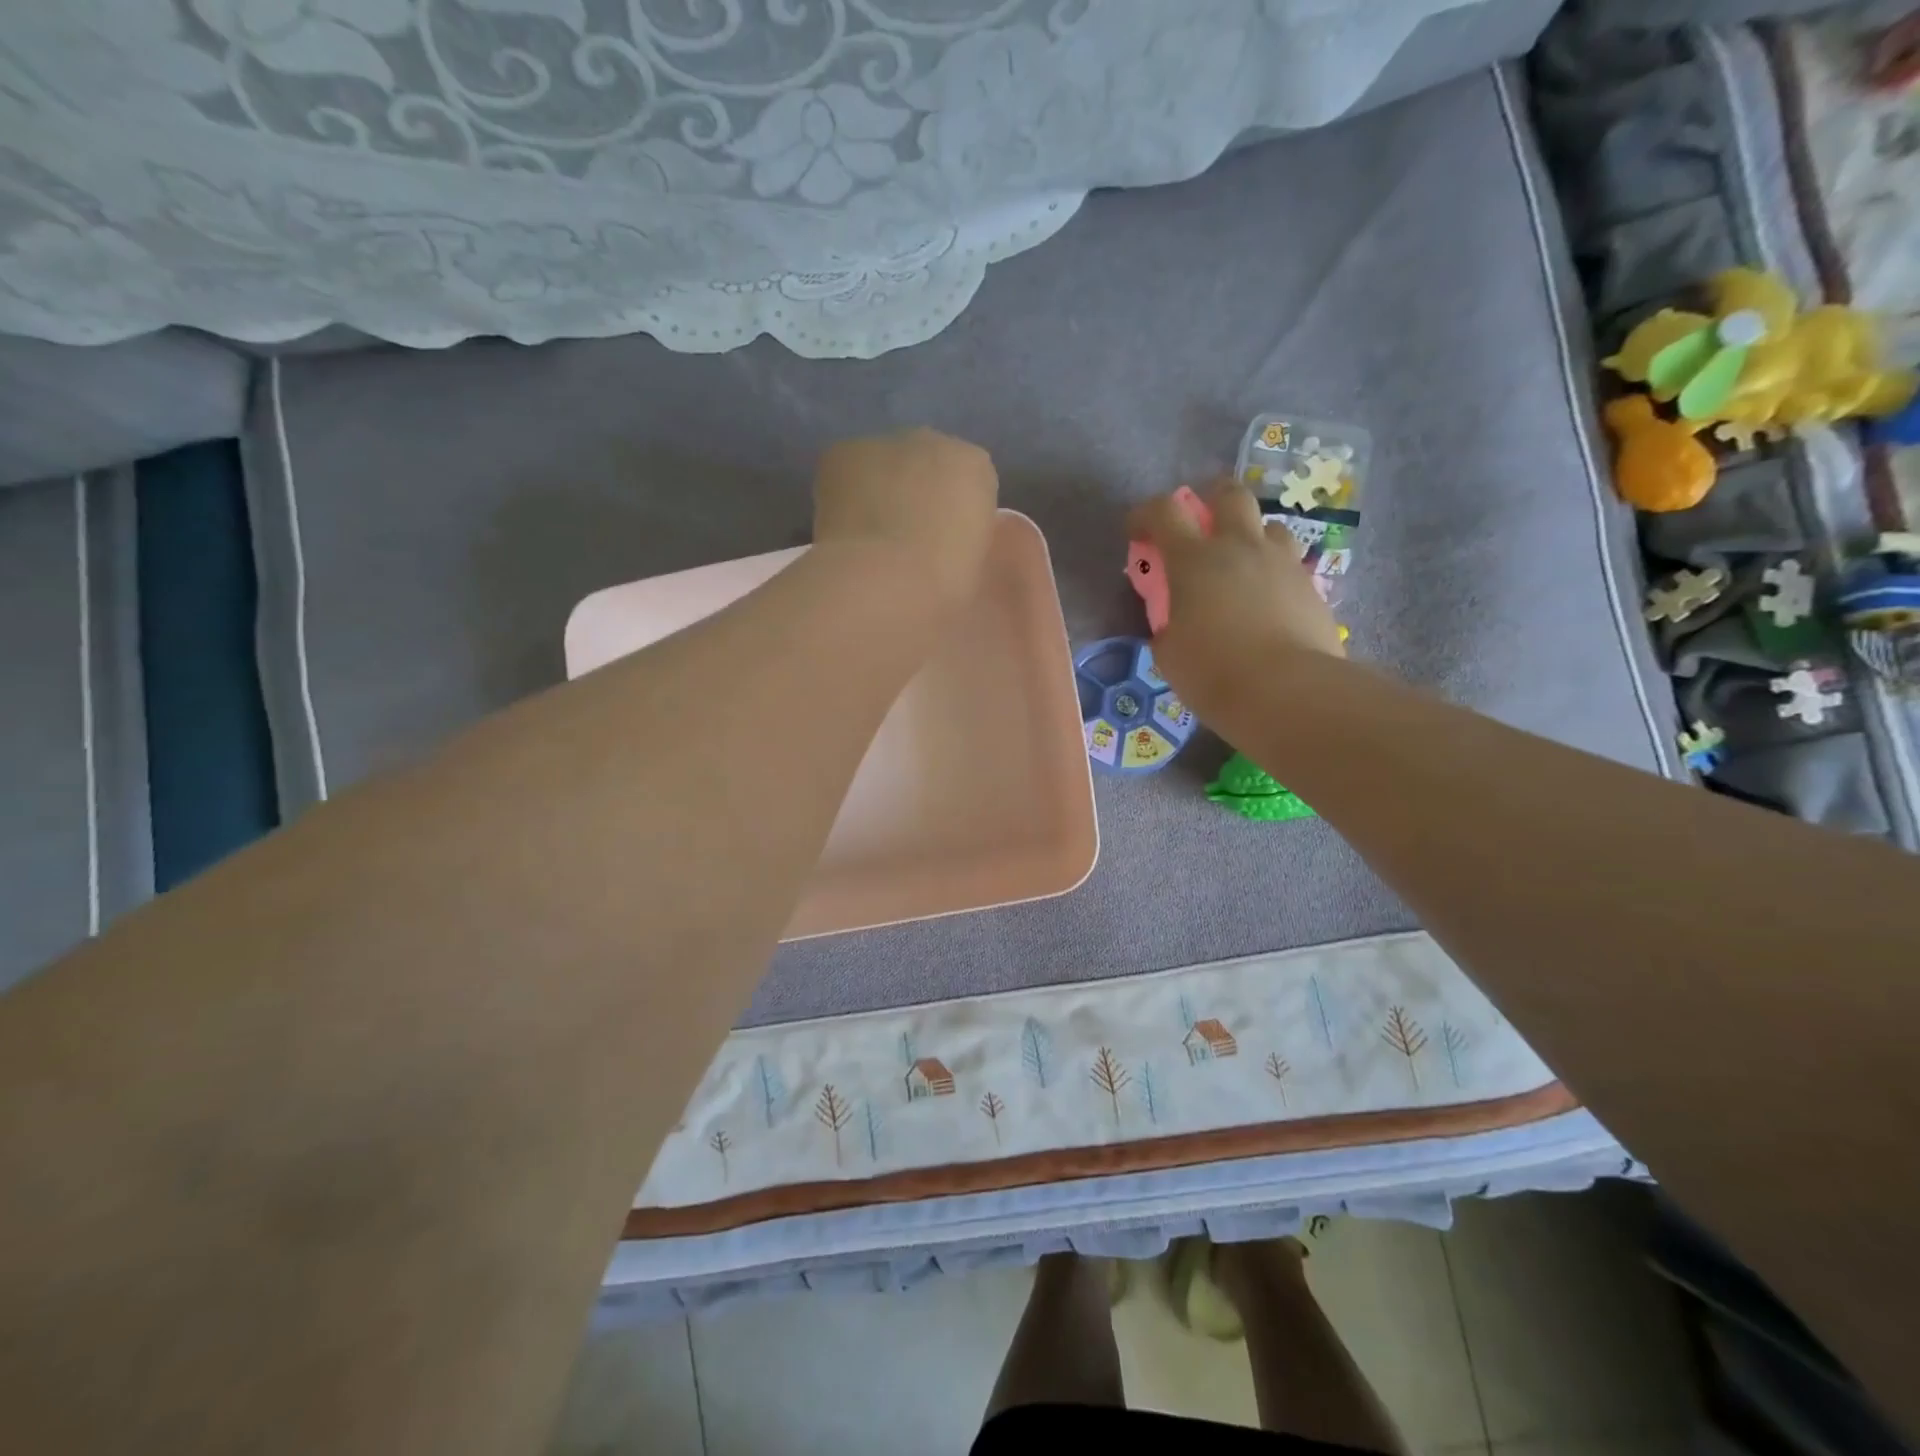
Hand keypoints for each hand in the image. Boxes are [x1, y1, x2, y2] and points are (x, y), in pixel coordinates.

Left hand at [813, 429, 999, 610]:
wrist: (884, 579)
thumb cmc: (942, 582)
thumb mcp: (974, 562)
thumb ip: (964, 535)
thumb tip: (942, 536)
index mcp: (976, 467)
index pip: (967, 480)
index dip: (952, 511)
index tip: (942, 541)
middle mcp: (933, 440)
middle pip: (924, 462)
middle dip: (915, 491)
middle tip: (905, 537)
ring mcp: (883, 442)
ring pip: (882, 464)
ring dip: (878, 490)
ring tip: (870, 536)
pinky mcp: (840, 453)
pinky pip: (844, 471)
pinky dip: (843, 493)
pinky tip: (843, 527)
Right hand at [1126, 482, 1344, 721]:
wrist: (1288, 693)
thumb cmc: (1213, 673)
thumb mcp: (1169, 654)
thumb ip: (1167, 627)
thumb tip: (1174, 625)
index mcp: (1195, 560)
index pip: (1164, 511)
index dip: (1145, 514)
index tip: (1137, 532)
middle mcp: (1240, 547)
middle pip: (1229, 495)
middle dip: (1210, 501)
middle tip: (1201, 528)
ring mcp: (1282, 563)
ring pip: (1269, 526)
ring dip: (1251, 537)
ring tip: (1241, 567)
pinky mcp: (1311, 587)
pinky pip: (1289, 565)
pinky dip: (1273, 575)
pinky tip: (1267, 604)